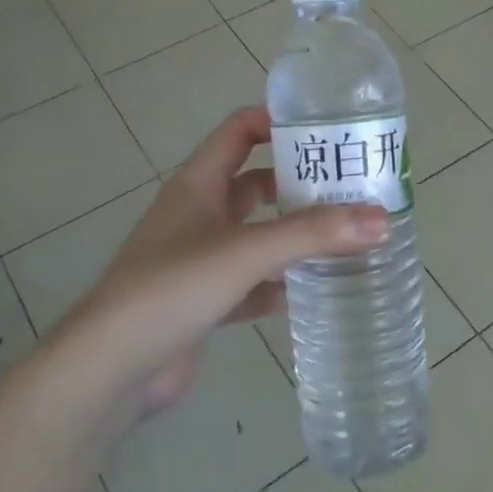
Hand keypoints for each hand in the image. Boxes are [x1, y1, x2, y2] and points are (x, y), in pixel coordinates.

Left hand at [50, 107, 387, 419]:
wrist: (111, 368)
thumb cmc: (172, 288)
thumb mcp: (246, 252)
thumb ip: (313, 234)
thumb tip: (381, 218)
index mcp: (199, 184)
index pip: (240, 131)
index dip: (278, 122)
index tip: (327, 131)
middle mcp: (197, 214)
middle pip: (254, 183)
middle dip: (298, 184)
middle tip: (350, 189)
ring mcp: (197, 259)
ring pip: (255, 235)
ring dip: (292, 236)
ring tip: (343, 237)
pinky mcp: (202, 301)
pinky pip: (249, 283)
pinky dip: (277, 285)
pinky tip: (309, 292)